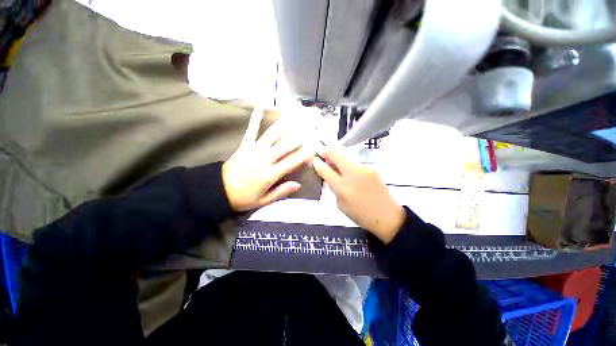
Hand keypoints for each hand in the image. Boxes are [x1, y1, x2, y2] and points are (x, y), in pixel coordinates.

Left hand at [222, 113, 313, 211]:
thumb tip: (298, 185)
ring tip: (293, 116)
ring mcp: (253, 151)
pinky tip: (260, 105)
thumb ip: (281, 192)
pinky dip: (256, 118)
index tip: (313, 148)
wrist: (218, 190)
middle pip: (283, 147)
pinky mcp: (244, 146)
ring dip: (283, 126)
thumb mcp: (263, 201)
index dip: (303, 155)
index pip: (290, 163)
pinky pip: (252, 130)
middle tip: (309, 130)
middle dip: (297, 139)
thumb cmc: (243, 198)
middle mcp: (263, 160)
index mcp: (269, 175)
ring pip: (271, 136)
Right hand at [312, 148, 405, 242]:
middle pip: (337, 155)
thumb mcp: (340, 204)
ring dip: (338, 156)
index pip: (325, 170)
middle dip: (327, 151)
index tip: (314, 159)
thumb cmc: (360, 214)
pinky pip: (355, 162)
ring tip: (334, 161)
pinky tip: (348, 169)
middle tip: (321, 152)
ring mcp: (364, 168)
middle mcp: (353, 174)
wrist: (386, 215)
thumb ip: (333, 187)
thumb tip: (329, 174)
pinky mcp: (372, 167)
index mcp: (343, 187)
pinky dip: (348, 163)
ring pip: (346, 156)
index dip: (317, 163)